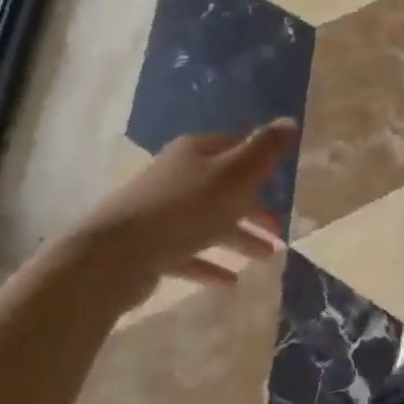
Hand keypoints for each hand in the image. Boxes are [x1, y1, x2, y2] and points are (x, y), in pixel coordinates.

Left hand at [58, 121, 294, 306]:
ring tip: (266, 257)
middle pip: (225, 187)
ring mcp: (162, 211)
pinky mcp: (151, 245)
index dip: (259, 161)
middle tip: (280, 228)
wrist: (115, 255)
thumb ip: (263, 150)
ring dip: (238, 237)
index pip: (235, 146)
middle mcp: (178, 175)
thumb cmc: (184, 208)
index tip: (281, 180)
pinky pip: (189, 253)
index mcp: (196, 152)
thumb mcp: (234, 175)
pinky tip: (230, 282)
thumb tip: (289, 122)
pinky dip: (210, 264)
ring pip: (209, 221)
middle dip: (254, 207)